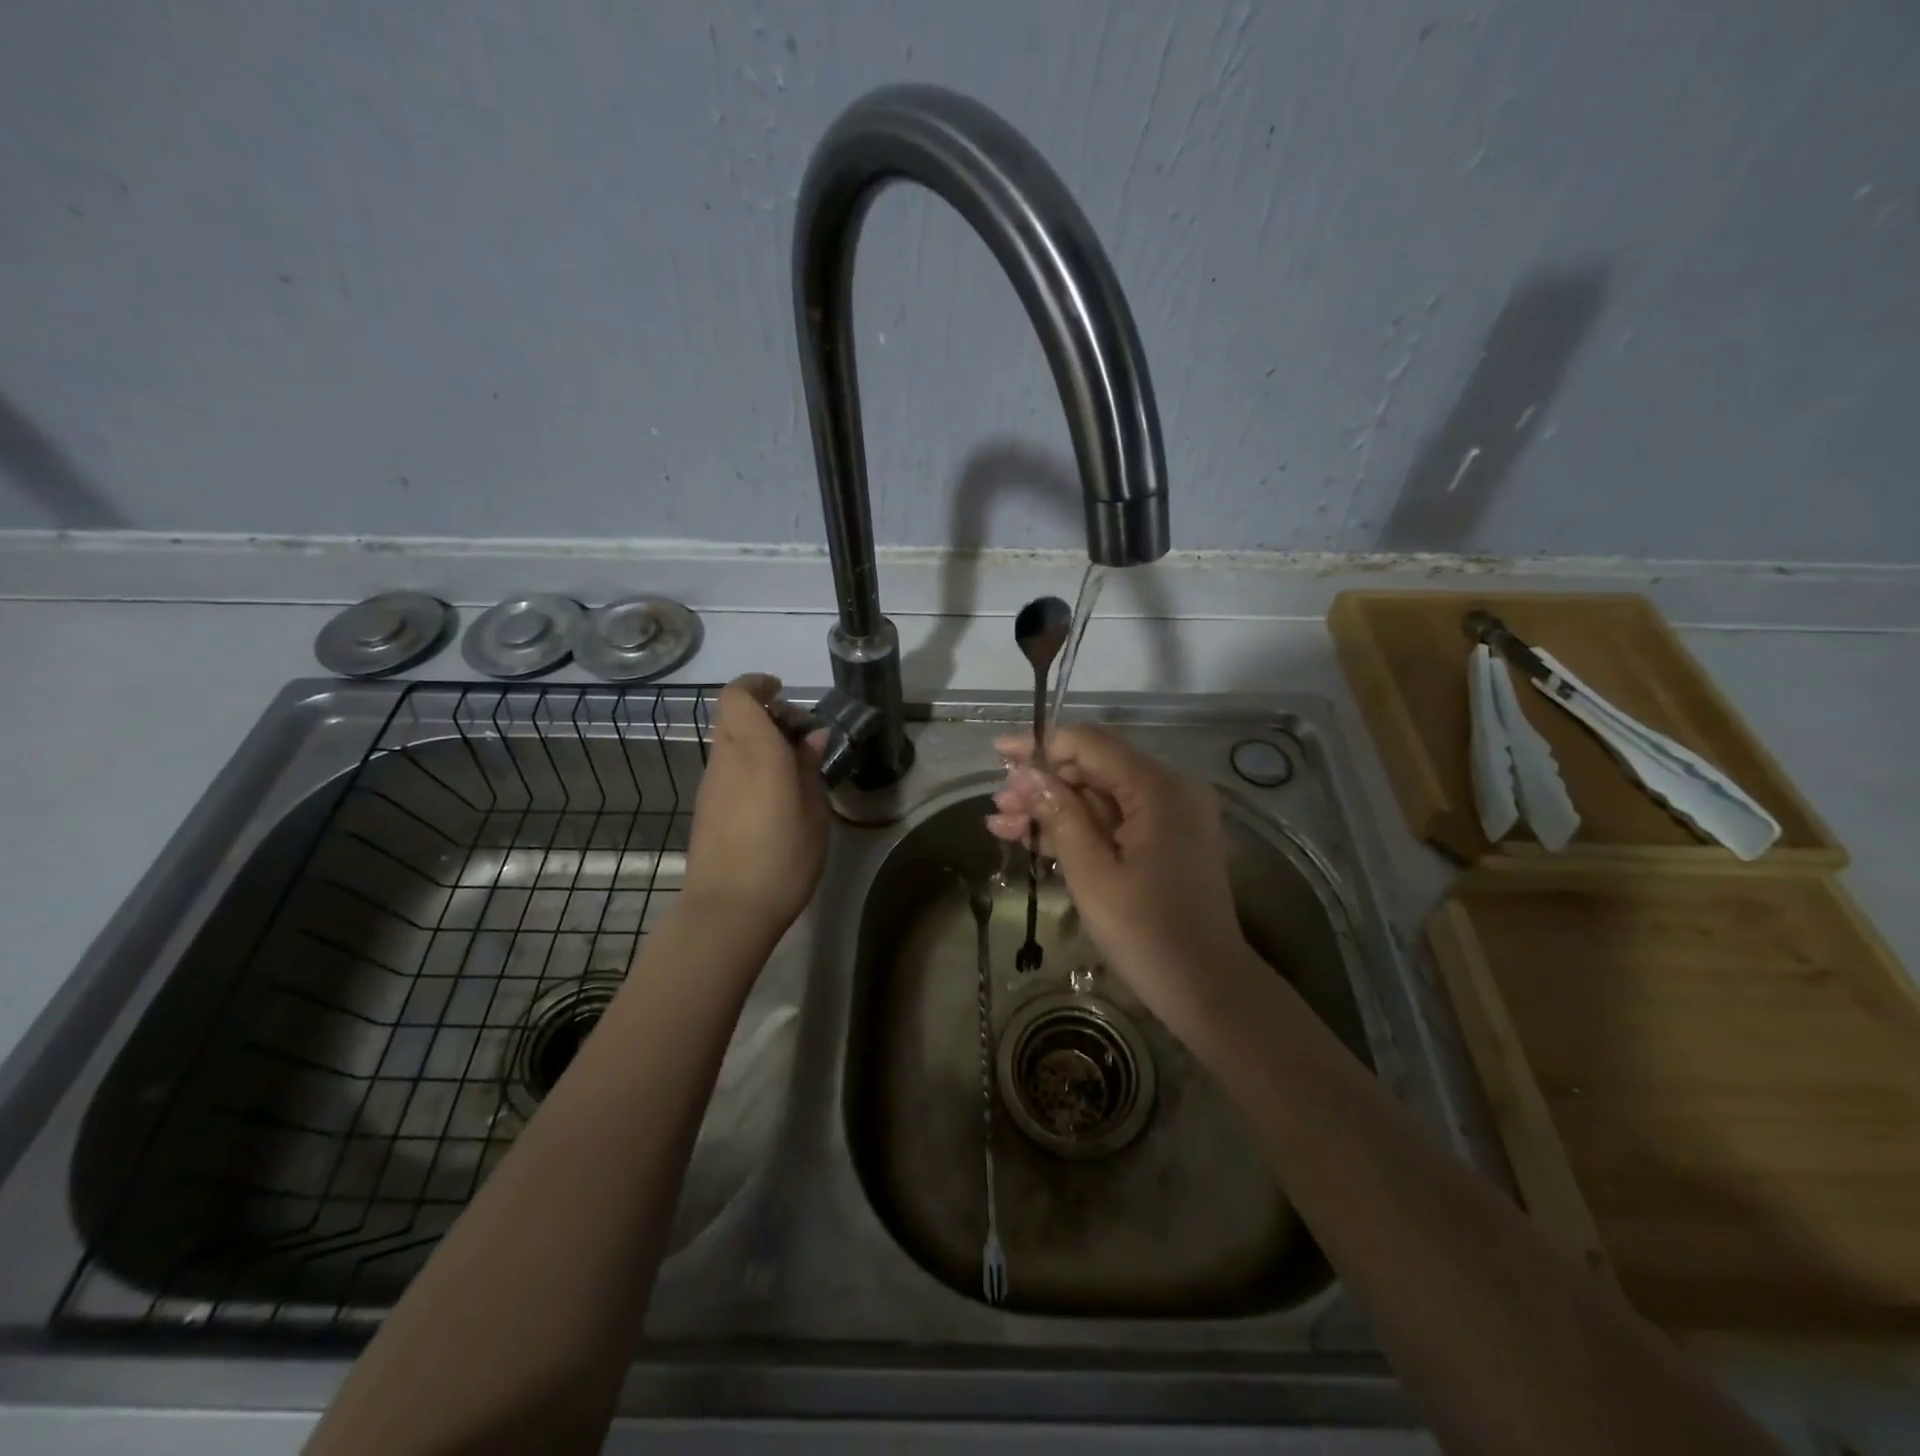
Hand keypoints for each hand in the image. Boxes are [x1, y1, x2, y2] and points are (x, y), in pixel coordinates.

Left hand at [683, 674, 827, 941]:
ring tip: (791, 767)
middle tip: (797, 734)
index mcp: (755, 751)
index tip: (784, 692)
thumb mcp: (813, 812)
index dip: (757, 684)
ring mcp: (710, 785)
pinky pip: (726, 769)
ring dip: (755, 740)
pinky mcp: (705, 809)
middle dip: (763, 713)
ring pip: (728, 742)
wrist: (727, 911)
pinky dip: (747, 764)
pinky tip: (772, 795)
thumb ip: (808, 768)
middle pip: (732, 716)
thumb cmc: (782, 858)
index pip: (738, 696)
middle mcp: (726, 760)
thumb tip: (811, 737)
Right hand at [986, 724, 1253, 1038]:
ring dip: (1054, 809)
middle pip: (1095, 768)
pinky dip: (1079, 828)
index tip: (999, 755)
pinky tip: (1034, 839)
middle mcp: (1170, 789)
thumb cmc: (1146, 933)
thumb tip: (1024, 772)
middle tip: (998, 806)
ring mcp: (1171, 815)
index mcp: (1158, 788)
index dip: (1041, 746)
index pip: (1090, 744)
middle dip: (1043, 784)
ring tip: (1003, 826)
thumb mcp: (1091, 873)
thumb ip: (1058, 815)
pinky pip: (1116, 820)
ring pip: (1101, 796)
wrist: (1207, 989)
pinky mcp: (1167, 839)